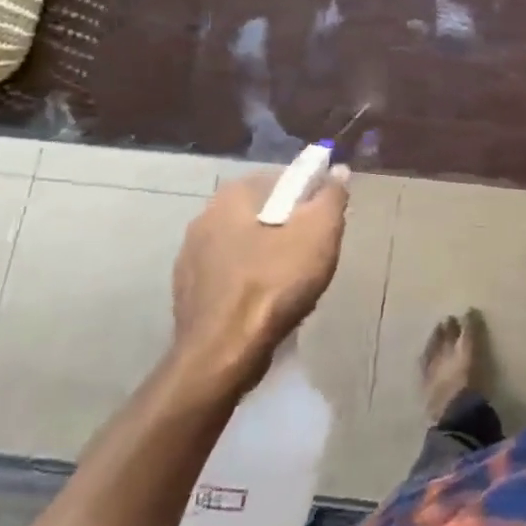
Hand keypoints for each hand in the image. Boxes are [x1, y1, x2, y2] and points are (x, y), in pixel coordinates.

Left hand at [170, 169, 348, 383]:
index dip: (308, 195)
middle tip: (313, 251)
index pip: (280, 179)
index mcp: (232, 196)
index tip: (325, 220)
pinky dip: (249, 282)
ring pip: (244, 245)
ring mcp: (190, 258)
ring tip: (292, 282)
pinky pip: (229, 276)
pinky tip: (266, 303)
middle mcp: (203, 218)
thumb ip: (331, 196)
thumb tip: (338, 171)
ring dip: (267, 255)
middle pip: (261, 212)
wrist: (222, 354)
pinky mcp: (187, 293)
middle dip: (288, 227)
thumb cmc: (274, 283)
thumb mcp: (319, 232)